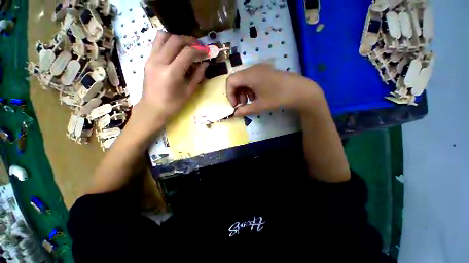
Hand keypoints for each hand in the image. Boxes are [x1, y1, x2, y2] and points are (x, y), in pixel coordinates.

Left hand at [133, 33, 208, 131]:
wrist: (152, 108)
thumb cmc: (173, 104)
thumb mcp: (189, 91)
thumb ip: (198, 76)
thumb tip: (205, 63)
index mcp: (172, 73)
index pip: (187, 53)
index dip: (199, 50)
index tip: (206, 51)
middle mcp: (160, 62)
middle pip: (175, 40)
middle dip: (190, 40)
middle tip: (198, 46)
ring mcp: (151, 59)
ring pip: (163, 36)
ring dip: (177, 38)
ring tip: (186, 45)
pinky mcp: (147, 59)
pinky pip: (157, 43)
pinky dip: (168, 41)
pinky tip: (175, 50)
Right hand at [226, 64, 324, 115]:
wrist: (300, 91)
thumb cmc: (278, 97)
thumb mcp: (260, 105)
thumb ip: (245, 110)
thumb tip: (235, 114)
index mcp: (250, 75)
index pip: (230, 81)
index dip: (230, 94)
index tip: (236, 105)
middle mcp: (253, 68)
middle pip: (236, 80)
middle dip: (236, 93)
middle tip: (242, 104)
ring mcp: (260, 69)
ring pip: (244, 80)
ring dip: (243, 91)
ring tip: (250, 101)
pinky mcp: (265, 71)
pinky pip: (252, 79)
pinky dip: (250, 88)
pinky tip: (257, 96)